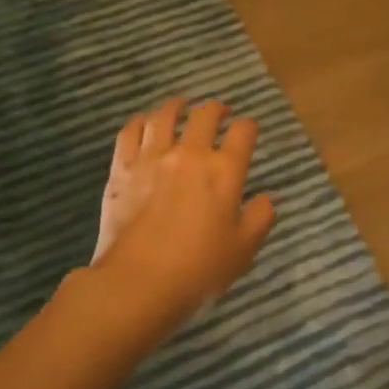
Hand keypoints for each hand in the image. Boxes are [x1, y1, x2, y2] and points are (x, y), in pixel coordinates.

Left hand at [90, 98, 275, 339]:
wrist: (137, 282)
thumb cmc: (198, 269)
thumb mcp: (243, 249)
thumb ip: (260, 218)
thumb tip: (266, 198)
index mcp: (224, 171)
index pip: (243, 132)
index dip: (249, 127)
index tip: (249, 130)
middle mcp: (190, 154)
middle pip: (205, 115)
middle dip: (216, 109)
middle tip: (220, 112)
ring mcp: (152, 158)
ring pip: (164, 116)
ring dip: (177, 106)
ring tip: (182, 106)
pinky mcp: (122, 169)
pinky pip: (130, 132)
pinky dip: (140, 122)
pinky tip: (144, 124)